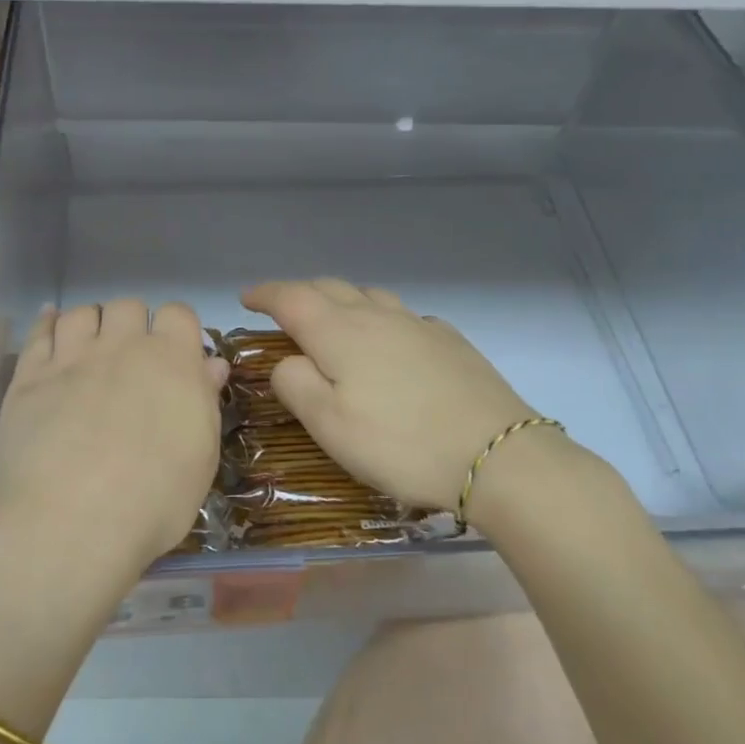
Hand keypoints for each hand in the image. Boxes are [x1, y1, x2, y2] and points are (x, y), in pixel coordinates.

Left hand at [0, 299, 227, 589]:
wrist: (72, 520)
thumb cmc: (154, 499)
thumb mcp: (201, 456)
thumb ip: (204, 401)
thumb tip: (211, 365)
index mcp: (172, 360)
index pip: (178, 314)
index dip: (177, 330)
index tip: (176, 355)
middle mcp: (122, 346)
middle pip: (128, 306)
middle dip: (132, 324)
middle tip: (130, 360)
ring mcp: (72, 357)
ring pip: (83, 313)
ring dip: (91, 323)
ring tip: (90, 348)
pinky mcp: (30, 377)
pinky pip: (39, 333)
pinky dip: (47, 323)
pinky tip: (49, 323)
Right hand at [240, 279, 546, 513]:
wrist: (498, 456)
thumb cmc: (401, 444)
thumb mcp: (330, 426)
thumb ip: (295, 385)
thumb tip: (285, 360)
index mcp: (339, 333)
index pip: (291, 297)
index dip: (265, 294)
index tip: (246, 299)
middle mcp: (376, 316)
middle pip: (329, 288)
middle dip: (299, 293)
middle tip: (283, 312)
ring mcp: (417, 324)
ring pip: (368, 295)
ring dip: (340, 299)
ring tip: (332, 320)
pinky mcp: (449, 340)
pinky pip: (401, 315)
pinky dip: (379, 317)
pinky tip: (389, 342)